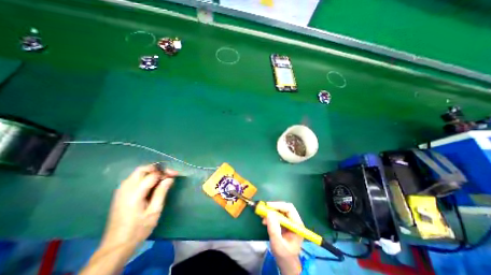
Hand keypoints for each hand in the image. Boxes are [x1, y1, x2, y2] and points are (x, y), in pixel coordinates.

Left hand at [100, 164, 176, 247]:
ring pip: (137, 173)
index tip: (175, 174)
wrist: (116, 246)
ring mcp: (121, 191)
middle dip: (156, 169)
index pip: (152, 175)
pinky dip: (144, 177)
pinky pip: (133, 179)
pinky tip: (151, 184)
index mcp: (134, 194)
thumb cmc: (139, 229)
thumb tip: (170, 178)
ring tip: (162, 178)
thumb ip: (161, 192)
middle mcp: (125, 189)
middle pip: (142, 170)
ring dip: (151, 172)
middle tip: (168, 174)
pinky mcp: (120, 194)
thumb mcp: (154, 211)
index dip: (165, 173)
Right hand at [261, 202, 302, 274]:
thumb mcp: (278, 244)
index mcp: (297, 225)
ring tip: (262, 215)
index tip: (268, 206)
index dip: (278, 205)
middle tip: (264, 209)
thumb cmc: (284, 255)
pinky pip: (277, 215)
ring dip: (271, 211)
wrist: (287, 263)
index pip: (289, 209)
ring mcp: (290, 222)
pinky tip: (264, 220)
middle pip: (285, 207)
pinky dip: (270, 216)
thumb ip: (274, 229)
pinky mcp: (285, 223)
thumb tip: (269, 213)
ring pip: (280, 210)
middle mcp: (294, 221)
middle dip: (274, 207)